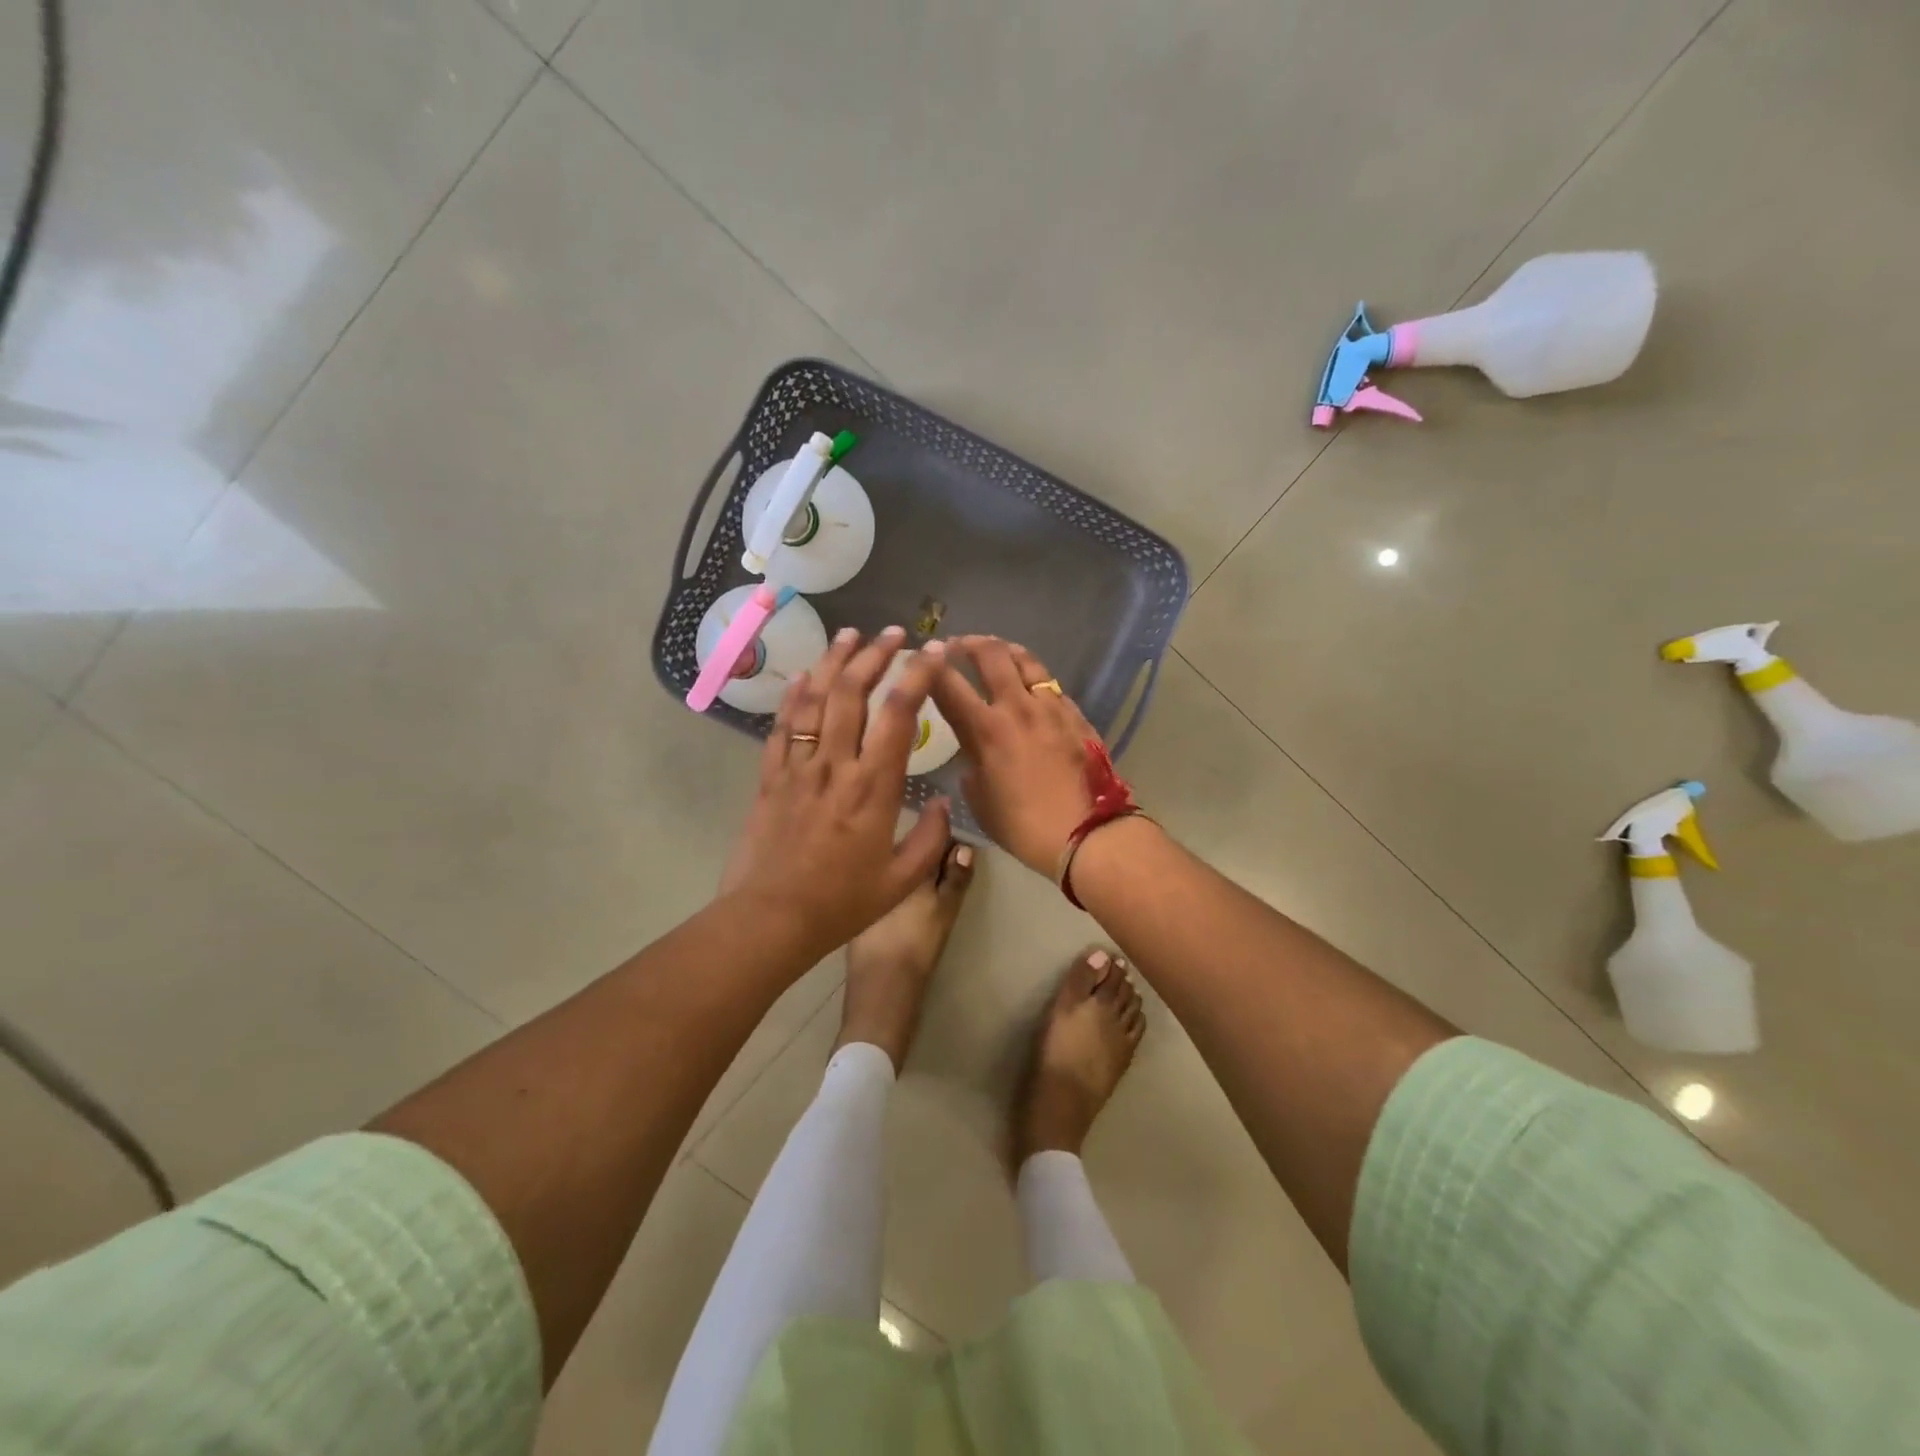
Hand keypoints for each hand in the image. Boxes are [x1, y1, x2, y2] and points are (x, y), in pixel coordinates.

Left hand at [720, 627, 952, 961]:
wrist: (771, 919)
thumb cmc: (842, 902)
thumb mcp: (902, 879)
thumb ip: (931, 838)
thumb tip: (944, 802)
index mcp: (874, 787)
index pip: (899, 714)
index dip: (918, 674)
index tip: (933, 649)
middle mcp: (836, 765)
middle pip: (852, 692)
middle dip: (874, 655)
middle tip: (892, 632)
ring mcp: (798, 767)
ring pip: (814, 699)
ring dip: (832, 662)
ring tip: (848, 634)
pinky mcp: (770, 777)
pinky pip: (782, 727)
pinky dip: (793, 696)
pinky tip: (801, 677)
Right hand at [929, 636, 1100, 875]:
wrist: (1087, 833)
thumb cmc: (1024, 826)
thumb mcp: (981, 803)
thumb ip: (972, 771)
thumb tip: (974, 759)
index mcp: (986, 730)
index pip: (949, 686)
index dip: (930, 667)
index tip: (921, 658)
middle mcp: (1017, 707)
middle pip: (991, 655)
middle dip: (969, 643)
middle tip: (957, 645)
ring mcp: (1051, 707)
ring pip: (1027, 660)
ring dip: (1005, 650)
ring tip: (996, 650)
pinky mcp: (1076, 715)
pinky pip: (1051, 685)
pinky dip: (1034, 678)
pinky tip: (1032, 687)